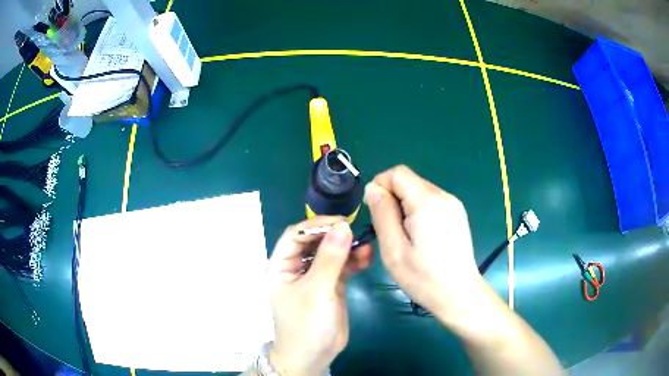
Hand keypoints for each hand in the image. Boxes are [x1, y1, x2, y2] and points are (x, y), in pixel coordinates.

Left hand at [266, 216, 372, 375]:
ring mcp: (315, 276)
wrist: (314, 356)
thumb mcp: (317, 291)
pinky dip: (354, 261)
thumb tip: (343, 226)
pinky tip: (367, 257)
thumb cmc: (306, 324)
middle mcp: (296, 267)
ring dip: (348, 248)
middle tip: (357, 231)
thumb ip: (330, 259)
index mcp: (282, 265)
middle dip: (335, 235)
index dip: (316, 225)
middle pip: (315, 242)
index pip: (295, 235)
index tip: (342, 222)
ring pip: (331, 253)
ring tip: (366, 245)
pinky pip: (342, 267)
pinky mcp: (331, 285)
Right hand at [364, 165, 484, 324]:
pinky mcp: (457, 214)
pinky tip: (420, 237)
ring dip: (405, 207)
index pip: (398, 173)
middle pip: (409, 181)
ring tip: (405, 237)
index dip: (381, 185)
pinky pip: (430, 202)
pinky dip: (418, 212)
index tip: (375, 211)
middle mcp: (443, 196)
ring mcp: (453, 204)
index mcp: (427, 201)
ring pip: (419, 191)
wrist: (459, 295)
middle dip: (393, 198)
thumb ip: (382, 213)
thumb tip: (373, 188)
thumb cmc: (423, 277)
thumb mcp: (393, 249)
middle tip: (389, 230)